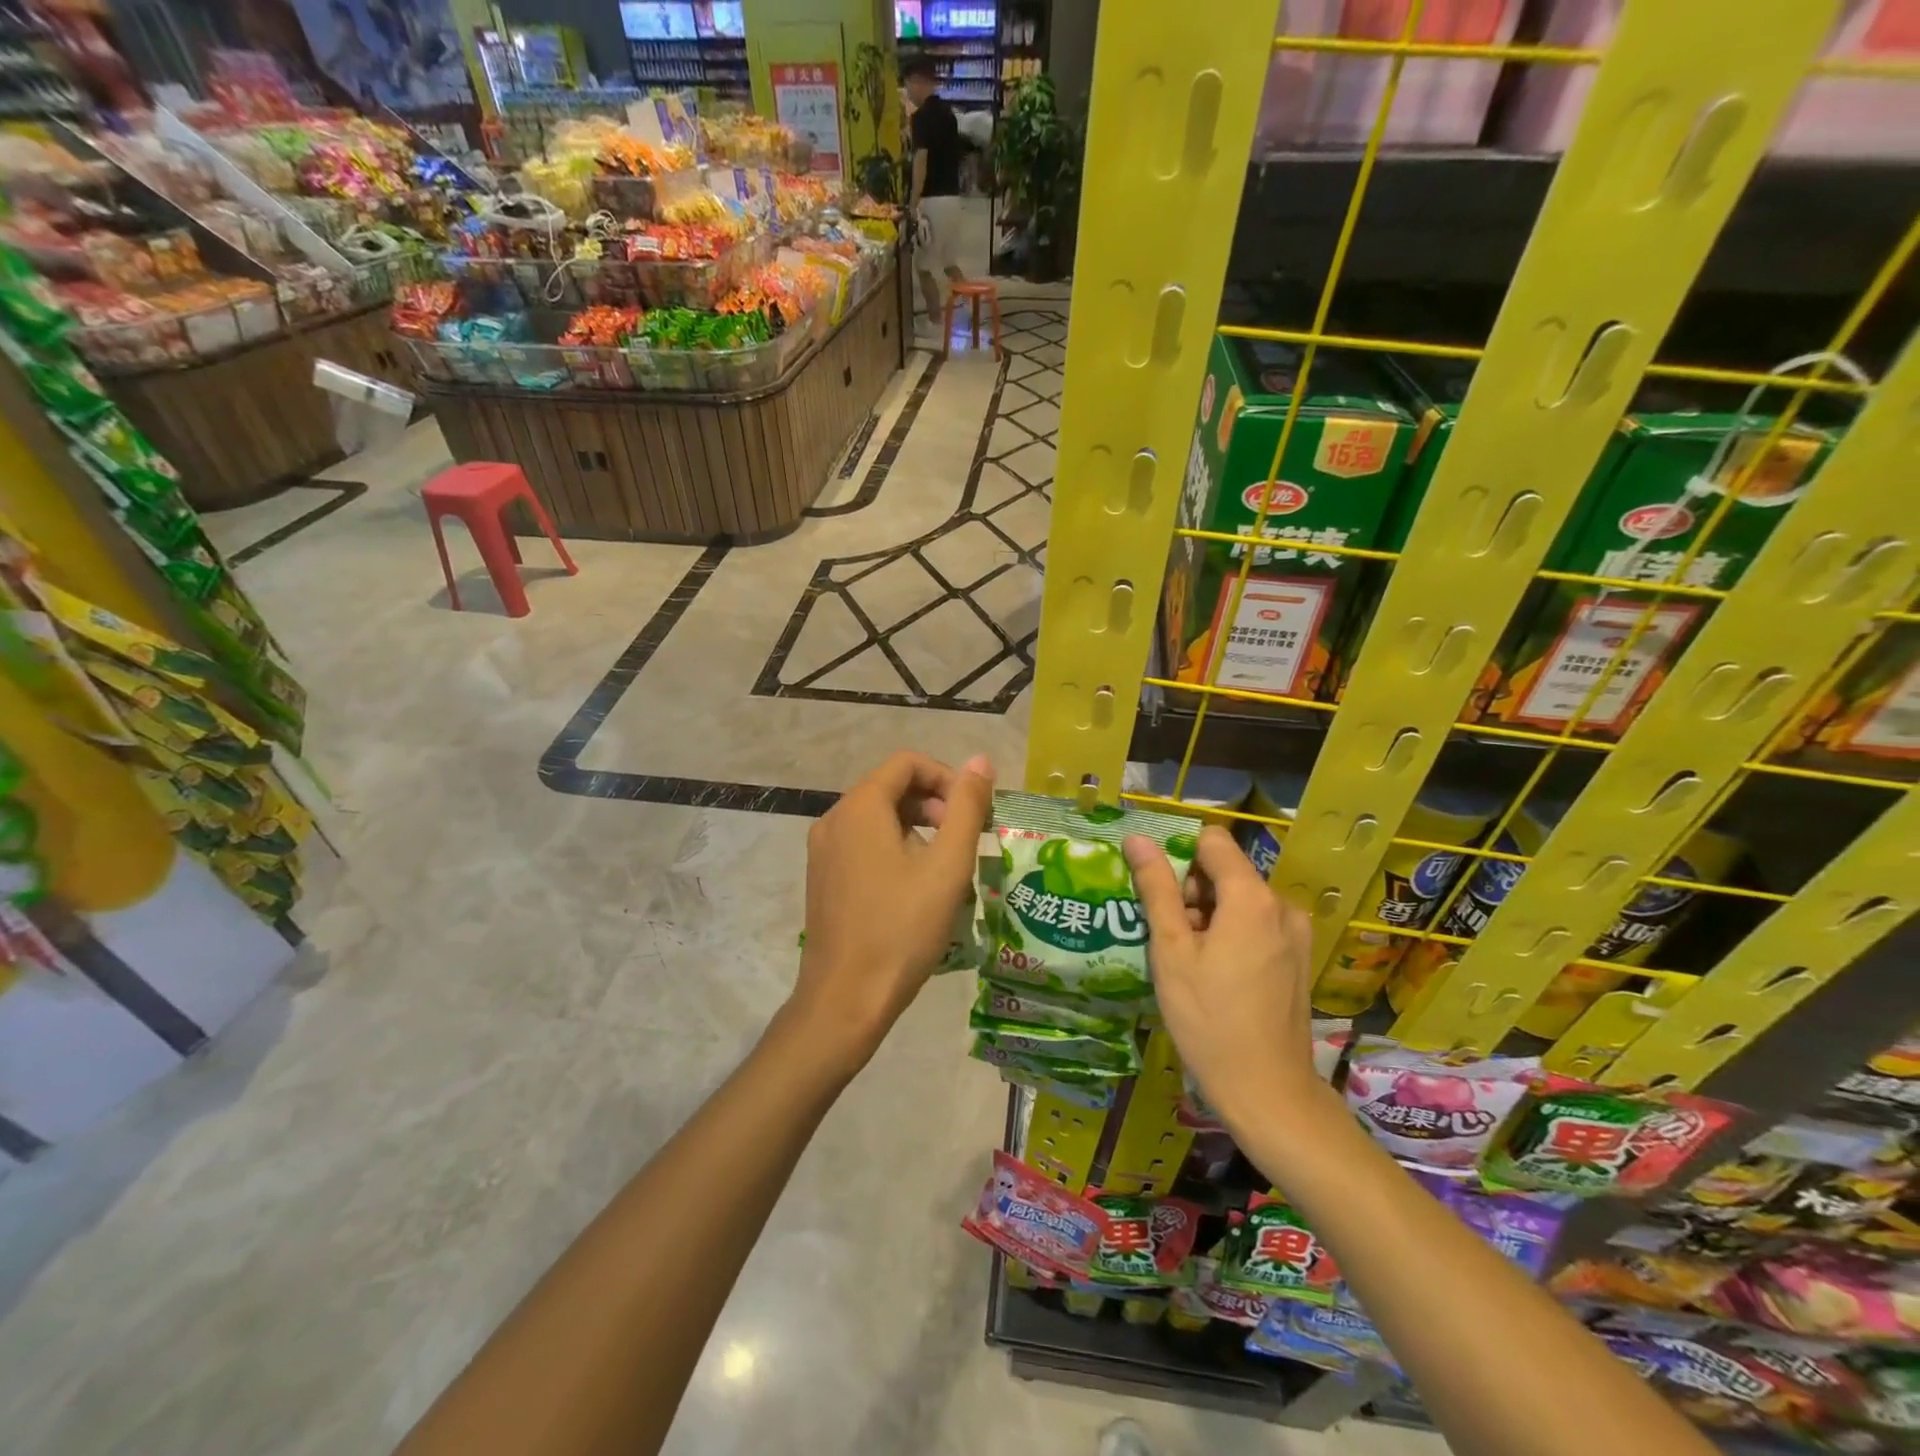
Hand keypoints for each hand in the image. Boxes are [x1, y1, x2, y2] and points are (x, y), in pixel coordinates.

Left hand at [792, 751, 993, 1070]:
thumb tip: (981, 760)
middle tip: (964, 840)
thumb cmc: (902, 929)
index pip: (907, 763)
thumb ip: (966, 807)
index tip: (972, 813)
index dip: (947, 778)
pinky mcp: (822, 878)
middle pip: (891, 787)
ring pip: (877, 817)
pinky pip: (862, 843)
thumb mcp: (947, 866)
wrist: (846, 999)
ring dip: (917, 827)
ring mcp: (823, 850)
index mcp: (860, 807)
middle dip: (934, 803)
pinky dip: (894, 847)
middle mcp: (834, 819)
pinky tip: (915, 887)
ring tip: (944, 867)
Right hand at [1123, 825, 1326, 1131]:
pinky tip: (1213, 973)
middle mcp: (1282, 905)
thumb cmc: (1209, 1020)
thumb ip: (1156, 889)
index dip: (1179, 857)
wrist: (1268, 1092)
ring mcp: (1296, 933)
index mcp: (1252, 897)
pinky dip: (1231, 934)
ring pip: (1240, 900)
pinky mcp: (1298, 957)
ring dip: (1209, 915)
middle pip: (1226, 871)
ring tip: (1186, 959)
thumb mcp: (1171, 951)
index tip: (1158, 892)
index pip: (1211, 841)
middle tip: (1168, 936)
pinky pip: (1257, 924)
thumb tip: (1137, 838)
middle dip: (1192, 892)